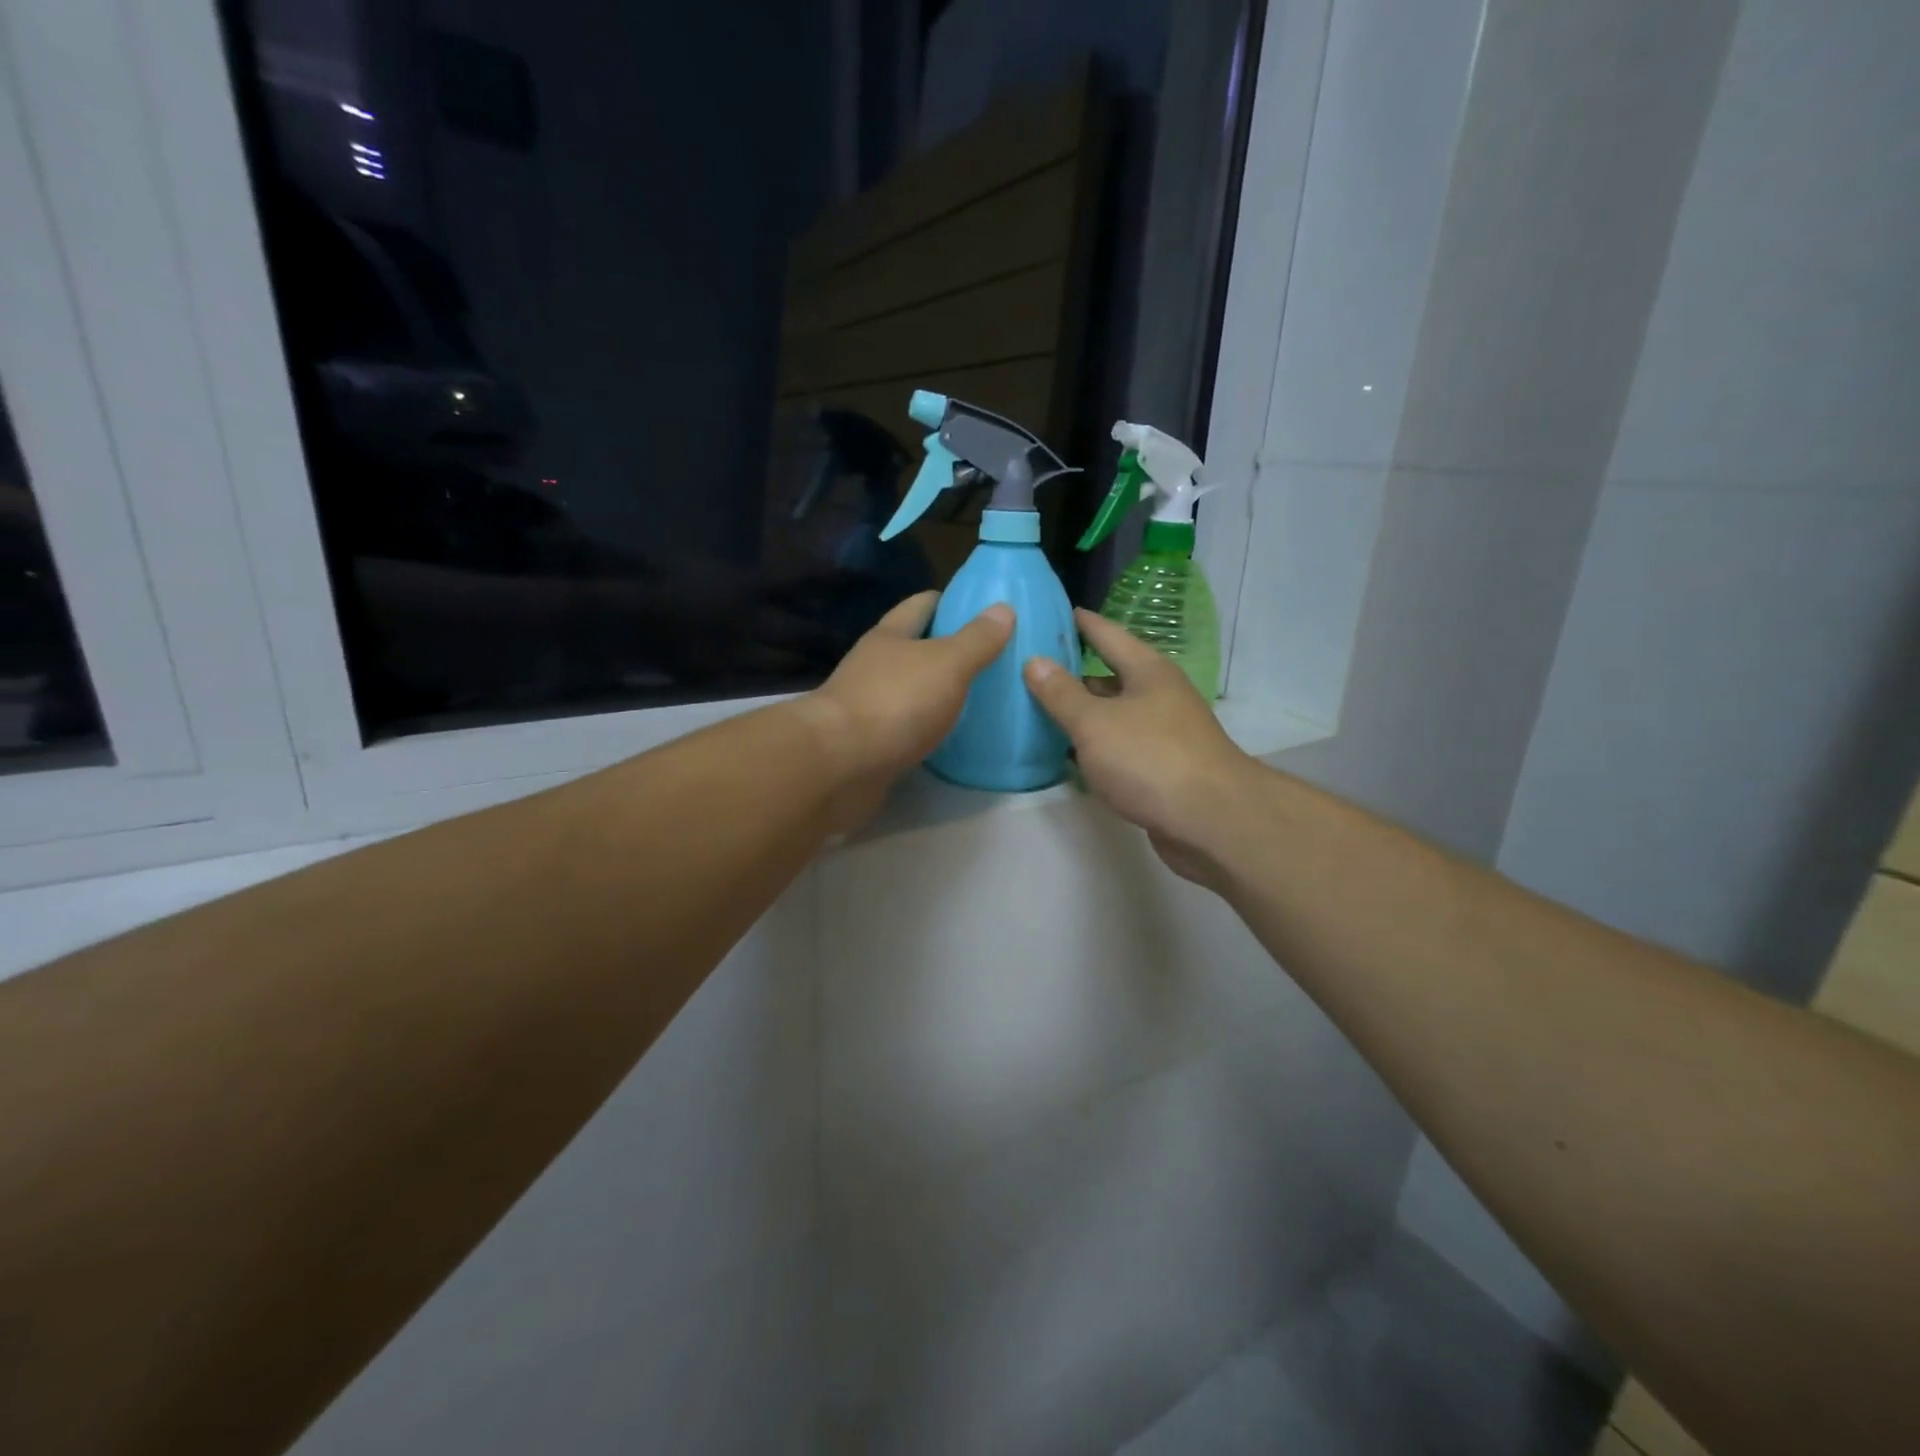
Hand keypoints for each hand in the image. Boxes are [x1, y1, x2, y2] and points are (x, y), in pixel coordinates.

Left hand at [799, 592, 1013, 819]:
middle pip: (916, 649)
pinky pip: (908, 730)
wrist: (839, 765)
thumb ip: (976, 639)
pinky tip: (954, 738)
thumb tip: (1003, 608)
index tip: (985, 610)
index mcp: (890, 636)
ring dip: (939, 694)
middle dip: (949, 651)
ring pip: (912, 692)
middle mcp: (875, 667)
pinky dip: (929, 730)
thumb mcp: (946, 663)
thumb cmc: (895, 702)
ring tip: (982, 700)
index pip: (921, 605)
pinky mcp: (870, 745)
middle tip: (994, 660)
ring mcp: (869, 707)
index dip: (951, 602)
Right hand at [1024, 610, 1255, 884]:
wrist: (1210, 821)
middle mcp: (1158, 695)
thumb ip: (1061, 693)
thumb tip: (1034, 661)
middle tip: (1030, 665)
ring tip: (1038, 707)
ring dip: (1082, 712)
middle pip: (1110, 675)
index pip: (1108, 633)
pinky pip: (1118, 746)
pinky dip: (1093, 745)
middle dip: (1073, 671)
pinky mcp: (1161, 768)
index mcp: (1147, 671)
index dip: (1080, 622)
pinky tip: (1066, 753)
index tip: (1052, 610)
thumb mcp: (1095, 723)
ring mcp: (1163, 733)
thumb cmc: (1150, 759)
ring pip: (1113, 713)